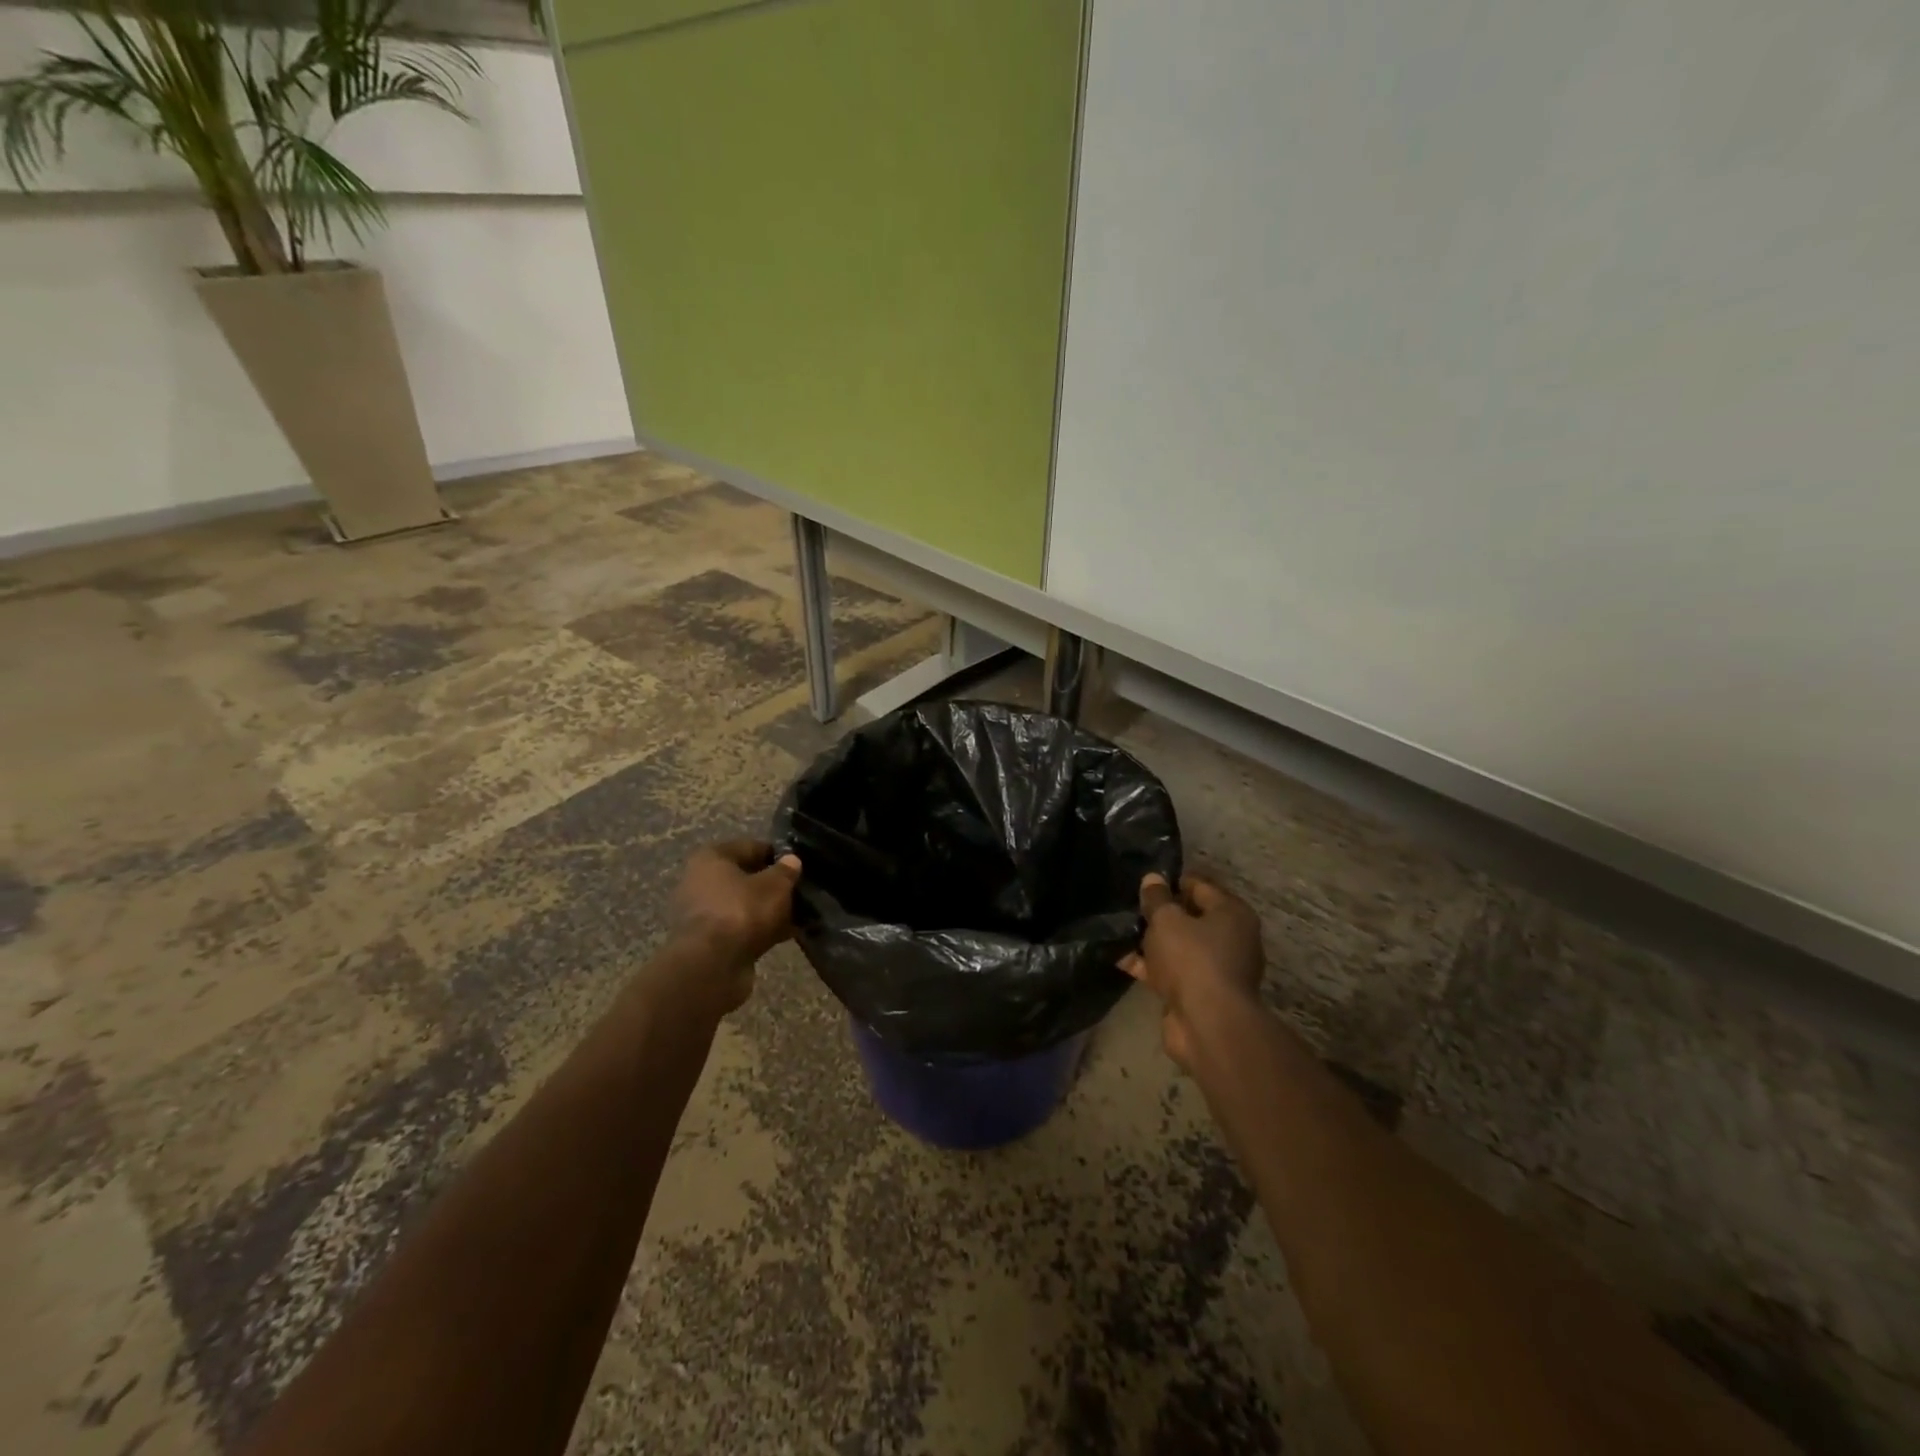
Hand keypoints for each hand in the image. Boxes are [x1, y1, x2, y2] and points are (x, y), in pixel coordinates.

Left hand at [666, 839, 802, 1010]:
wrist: (711, 965)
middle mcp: (700, 881)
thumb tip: (792, 861)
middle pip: (745, 877)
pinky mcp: (708, 941)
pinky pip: (741, 928)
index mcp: (711, 858)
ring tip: (799, 915)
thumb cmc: (742, 911)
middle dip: (772, 885)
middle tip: (800, 892)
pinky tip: (787, 934)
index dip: (777, 855)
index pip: (751, 847)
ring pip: (744, 905)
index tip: (799, 866)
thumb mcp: (775, 885)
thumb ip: (786, 871)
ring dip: (768, 910)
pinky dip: (761, 930)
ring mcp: (703, 913)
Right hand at [1120, 873, 1264, 1069]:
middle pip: (1191, 918)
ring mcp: (1216, 969)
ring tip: (1120, 931)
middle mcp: (1231, 939)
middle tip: (1130, 907)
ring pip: (1179, 947)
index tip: (1145, 882)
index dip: (1172, 881)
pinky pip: (1172, 972)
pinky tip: (1121, 960)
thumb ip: (1157, 898)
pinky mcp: (1200, 994)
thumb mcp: (1167, 920)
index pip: (1201, 886)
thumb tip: (1153, 879)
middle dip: (1161, 914)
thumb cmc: (1192, 959)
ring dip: (1152, 942)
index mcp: (1232, 914)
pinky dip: (1150, 967)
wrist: (1207, 1024)